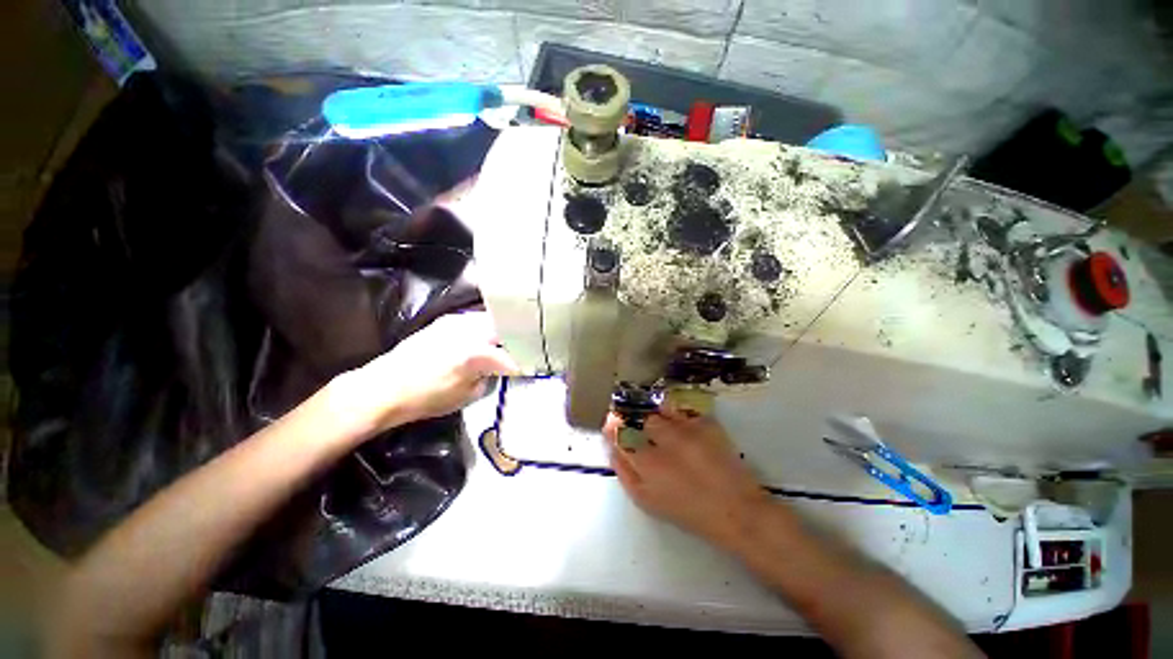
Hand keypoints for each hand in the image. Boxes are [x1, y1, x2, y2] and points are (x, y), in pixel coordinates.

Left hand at [334, 312, 519, 435]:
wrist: (384, 388)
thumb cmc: (427, 398)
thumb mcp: (468, 395)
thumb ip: (490, 377)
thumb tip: (501, 368)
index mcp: (476, 353)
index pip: (512, 355)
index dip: (524, 361)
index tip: (531, 366)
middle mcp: (469, 330)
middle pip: (505, 328)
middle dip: (517, 339)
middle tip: (524, 350)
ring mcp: (456, 322)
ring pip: (491, 320)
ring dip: (501, 331)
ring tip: (507, 343)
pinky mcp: (445, 321)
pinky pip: (475, 320)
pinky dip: (485, 329)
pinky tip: (485, 340)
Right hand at [604, 408, 768, 547]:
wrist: (735, 509)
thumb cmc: (686, 509)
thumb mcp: (646, 499)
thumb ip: (624, 471)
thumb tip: (613, 447)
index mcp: (647, 462)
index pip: (620, 432)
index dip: (613, 426)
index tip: (612, 423)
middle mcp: (665, 439)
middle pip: (642, 418)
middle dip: (639, 423)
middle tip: (646, 433)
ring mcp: (688, 428)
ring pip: (661, 409)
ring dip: (658, 416)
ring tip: (666, 428)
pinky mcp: (707, 423)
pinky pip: (683, 409)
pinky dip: (678, 415)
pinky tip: (683, 428)